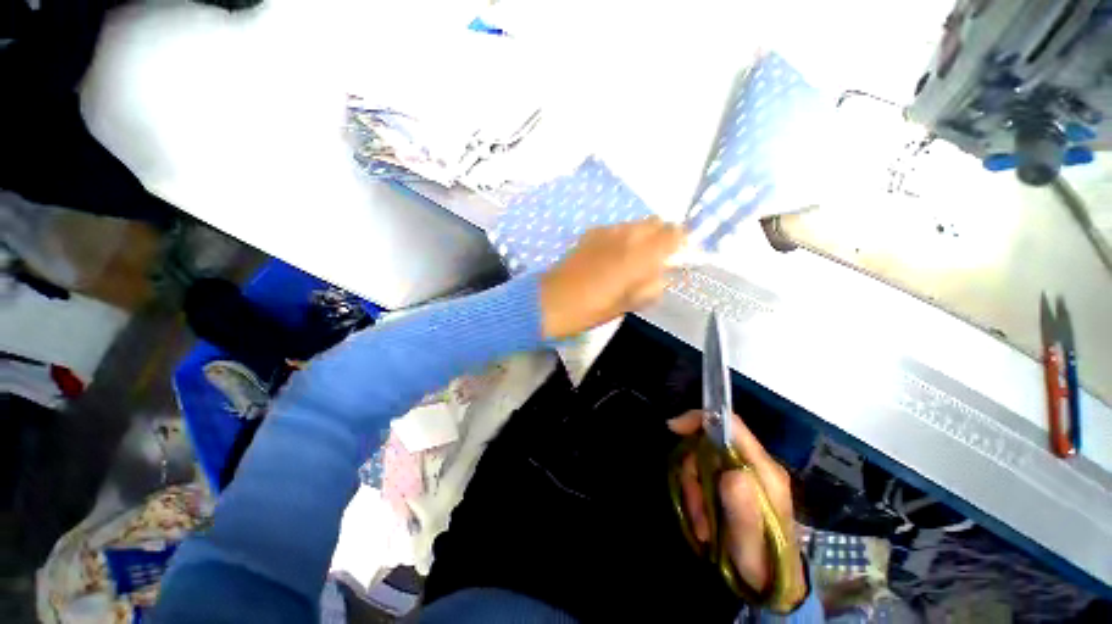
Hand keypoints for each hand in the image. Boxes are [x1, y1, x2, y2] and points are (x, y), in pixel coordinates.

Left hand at [539, 218, 684, 339]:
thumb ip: (652, 285)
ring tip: (630, 259)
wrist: (553, 301)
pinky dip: (622, 238)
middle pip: (656, 222)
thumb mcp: (629, 304)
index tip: (675, 258)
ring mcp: (607, 230)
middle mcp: (627, 235)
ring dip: (641, 237)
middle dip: (661, 237)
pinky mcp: (590, 232)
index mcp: (641, 254)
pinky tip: (610, 256)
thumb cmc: (593, 308)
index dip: (680, 243)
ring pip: (635, 224)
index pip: (674, 233)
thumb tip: (662, 275)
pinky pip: (616, 229)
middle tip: (655, 259)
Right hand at [668, 410, 806, 608]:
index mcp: (764, 469)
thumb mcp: (751, 539)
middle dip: (693, 471)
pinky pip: (703, 477)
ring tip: (701, 525)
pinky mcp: (732, 484)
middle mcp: (753, 464)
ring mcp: (742, 473)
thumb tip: (729, 471)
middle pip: (709, 444)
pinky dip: (696, 497)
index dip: (702, 419)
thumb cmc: (763, 561)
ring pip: (702, 462)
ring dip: (694, 490)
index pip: (732, 425)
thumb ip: (742, 505)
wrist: (771, 583)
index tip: (674, 428)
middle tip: (694, 504)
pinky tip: (703, 522)